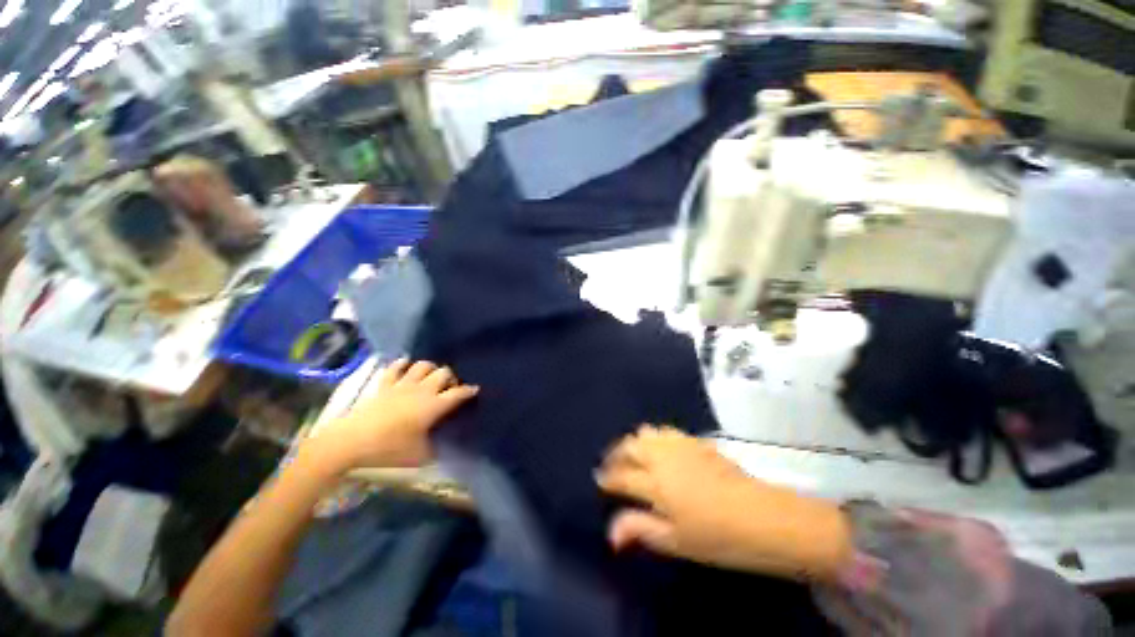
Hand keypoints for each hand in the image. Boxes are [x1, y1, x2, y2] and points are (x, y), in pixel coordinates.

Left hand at [305, 359, 477, 472]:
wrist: (351, 442)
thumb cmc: (388, 449)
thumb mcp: (418, 456)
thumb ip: (435, 449)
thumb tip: (442, 446)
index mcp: (433, 406)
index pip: (457, 393)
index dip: (468, 390)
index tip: (475, 389)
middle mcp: (421, 390)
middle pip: (443, 373)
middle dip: (451, 377)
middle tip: (449, 388)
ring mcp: (402, 385)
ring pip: (423, 365)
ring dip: (430, 368)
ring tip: (430, 378)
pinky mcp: (384, 385)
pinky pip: (395, 368)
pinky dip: (402, 364)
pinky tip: (406, 365)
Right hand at [597, 425, 852, 580]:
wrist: (762, 516)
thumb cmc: (717, 537)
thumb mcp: (675, 541)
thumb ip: (640, 530)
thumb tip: (611, 533)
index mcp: (655, 483)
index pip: (621, 475)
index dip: (608, 477)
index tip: (599, 479)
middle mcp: (662, 457)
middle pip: (630, 446)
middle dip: (616, 454)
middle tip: (612, 465)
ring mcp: (680, 445)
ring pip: (646, 432)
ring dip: (635, 442)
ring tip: (633, 455)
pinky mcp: (696, 441)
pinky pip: (665, 431)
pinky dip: (655, 437)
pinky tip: (660, 449)